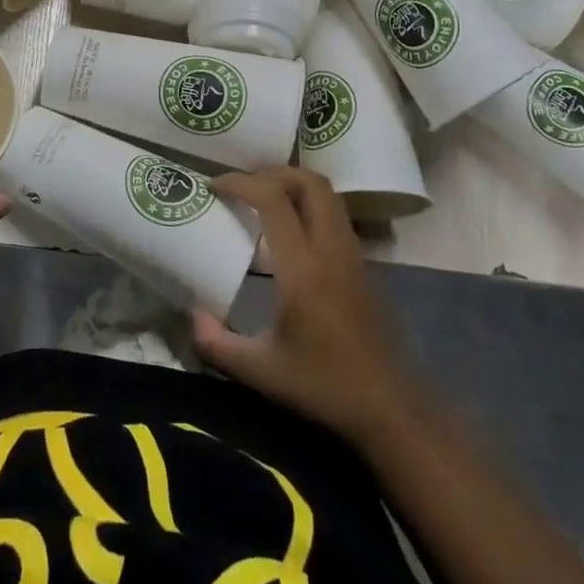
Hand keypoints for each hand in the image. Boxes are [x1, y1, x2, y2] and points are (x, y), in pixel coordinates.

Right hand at [193, 167, 427, 451]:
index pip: (273, 200)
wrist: (392, 410)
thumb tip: (191, 315)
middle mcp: (331, 249)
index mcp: (303, 269)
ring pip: (327, 194)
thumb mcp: (261, 372)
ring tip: (261, 200)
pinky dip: (309, 204)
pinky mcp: (363, 265)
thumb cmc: (325, 388)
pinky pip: (335, 215)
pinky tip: (289, 231)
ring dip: (293, 185)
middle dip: (271, 172)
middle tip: (241, 185)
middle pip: (309, 182)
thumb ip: (217, 344)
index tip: (213, 186)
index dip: (241, 182)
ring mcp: (353, 254)